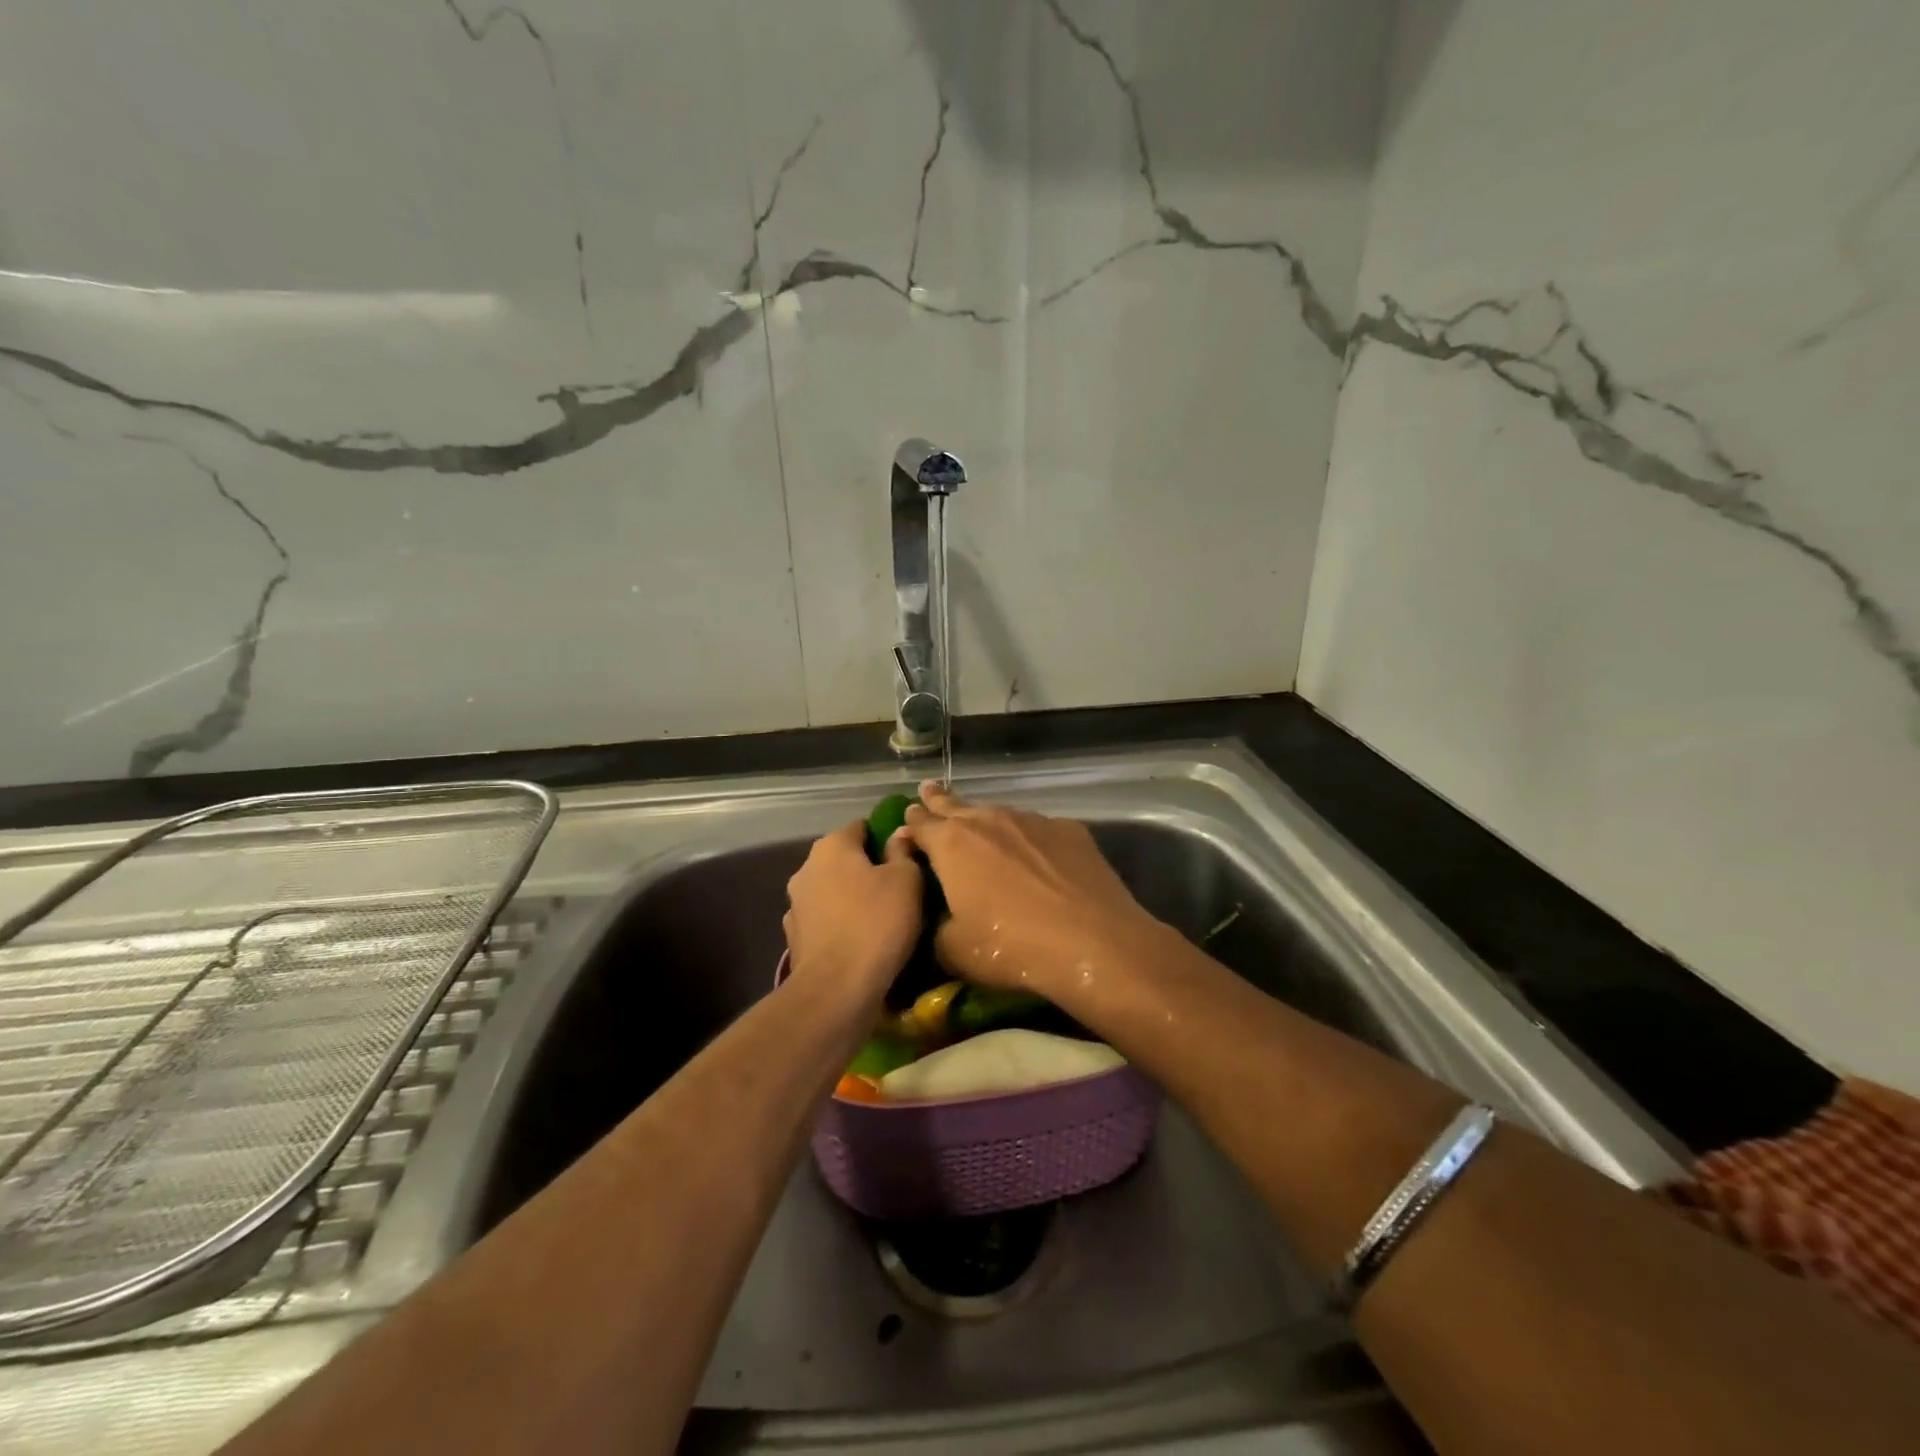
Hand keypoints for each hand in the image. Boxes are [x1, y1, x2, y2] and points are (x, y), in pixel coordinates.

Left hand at [783, 821, 923, 1006]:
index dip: (885, 837)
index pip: (862, 827)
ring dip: (851, 898)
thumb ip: (902, 851)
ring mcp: (796, 904)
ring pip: (832, 890)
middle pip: (843, 859)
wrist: (837, 989)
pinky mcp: (795, 937)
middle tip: (898, 887)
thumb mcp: (906, 880)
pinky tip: (859, 940)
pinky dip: (840, 924)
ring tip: (880, 917)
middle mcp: (806, 867)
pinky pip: (825, 920)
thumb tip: (899, 832)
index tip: (906, 856)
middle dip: (867, 868)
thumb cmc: (877, 923)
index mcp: (832, 846)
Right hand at [902, 782, 1166, 999]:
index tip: (906, 819)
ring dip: (985, 821)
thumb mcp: (954, 951)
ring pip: (998, 814)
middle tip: (928, 789)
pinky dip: (1028, 838)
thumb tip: (939, 918)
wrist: (1093, 942)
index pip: (920, 823)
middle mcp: (988, 820)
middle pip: (955, 804)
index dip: (911, 823)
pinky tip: (1037, 856)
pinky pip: (1037, 830)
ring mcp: (1032, 820)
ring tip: (982, 828)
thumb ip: (936, 927)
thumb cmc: (1011, 948)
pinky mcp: (1069, 830)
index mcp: (951, 844)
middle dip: (938, 800)